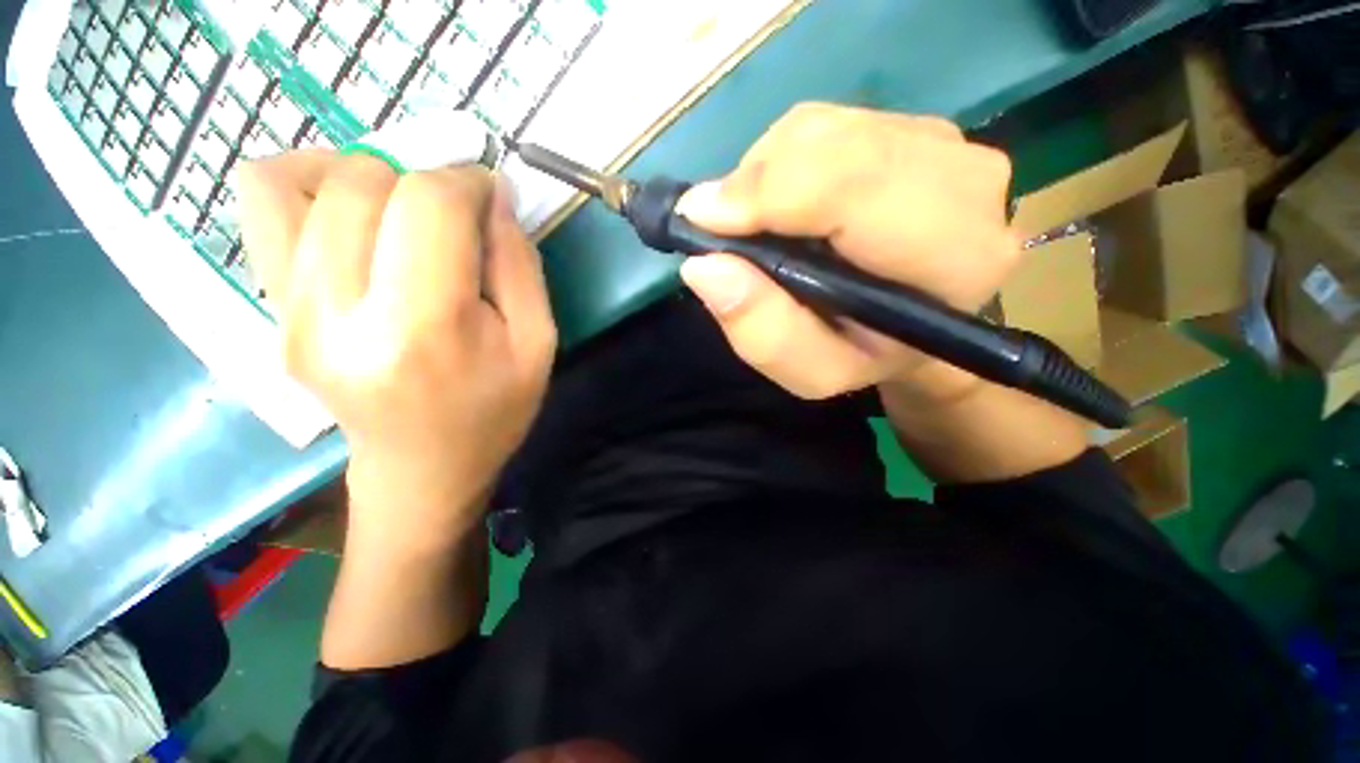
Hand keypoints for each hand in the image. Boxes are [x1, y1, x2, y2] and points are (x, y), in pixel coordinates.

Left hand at [235, 151, 556, 551]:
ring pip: (297, 181)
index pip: (428, 205)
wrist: (421, 469)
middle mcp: (338, 314)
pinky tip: (351, 215)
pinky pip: (261, 207)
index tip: (488, 195)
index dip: (465, 181)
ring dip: (363, 175)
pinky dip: (306, 185)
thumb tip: (495, 194)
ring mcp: (290, 312)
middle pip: (364, 184)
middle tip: (453, 216)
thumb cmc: (493, 410)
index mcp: (424, 329)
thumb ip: (520, 265)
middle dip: (421, 179)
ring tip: (401, 209)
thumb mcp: (536, 344)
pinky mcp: (271, 312)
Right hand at [676, 103, 1018, 403]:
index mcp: (952, 259)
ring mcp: (946, 145)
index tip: (701, 219)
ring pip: (823, 128)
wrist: (915, 324)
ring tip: (758, 224)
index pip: (855, 188)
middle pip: (834, 146)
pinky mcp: (916, 128)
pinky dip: (783, 160)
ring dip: (766, 173)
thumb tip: (704, 266)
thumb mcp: (812, 372)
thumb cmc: (864, 354)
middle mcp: (965, 185)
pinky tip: (785, 204)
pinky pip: (827, 124)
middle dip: (757, 182)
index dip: (768, 193)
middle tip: (721, 226)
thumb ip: (764, 333)